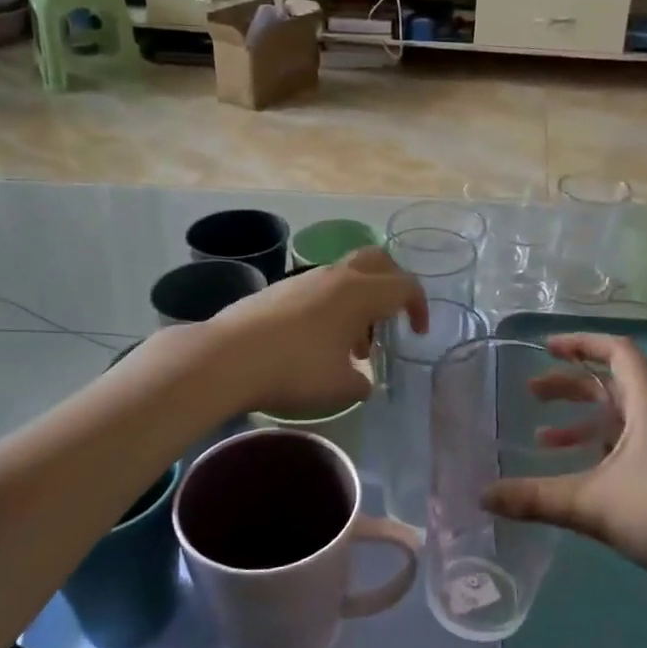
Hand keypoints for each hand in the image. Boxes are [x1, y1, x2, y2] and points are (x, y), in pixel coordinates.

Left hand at [202, 248, 426, 415]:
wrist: (227, 357)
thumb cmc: (294, 370)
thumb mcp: (339, 387)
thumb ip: (361, 383)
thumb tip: (362, 381)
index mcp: (360, 292)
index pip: (405, 285)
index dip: (419, 307)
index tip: (418, 333)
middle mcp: (337, 276)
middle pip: (378, 260)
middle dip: (392, 284)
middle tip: (392, 317)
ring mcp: (306, 278)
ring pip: (347, 275)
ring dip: (360, 300)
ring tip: (354, 345)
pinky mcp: (281, 288)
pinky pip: (322, 288)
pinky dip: (334, 306)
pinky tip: (320, 342)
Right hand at [483, 332, 646, 624]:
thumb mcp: (596, 503)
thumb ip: (538, 498)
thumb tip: (482, 495)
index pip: (616, 351)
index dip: (581, 343)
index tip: (545, 348)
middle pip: (611, 385)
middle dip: (570, 386)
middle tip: (531, 395)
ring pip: (619, 422)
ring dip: (582, 425)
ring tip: (543, 440)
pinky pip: (627, 453)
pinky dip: (598, 456)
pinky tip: (577, 480)